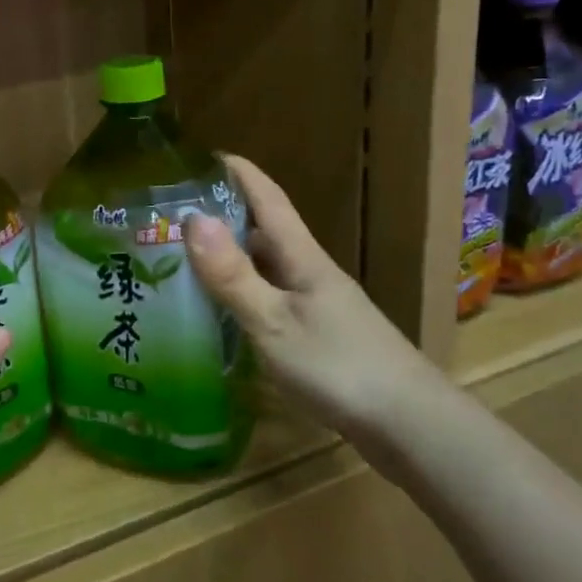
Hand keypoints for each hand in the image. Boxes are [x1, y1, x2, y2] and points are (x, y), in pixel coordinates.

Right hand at [185, 156, 448, 459]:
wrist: (410, 426)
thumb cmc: (339, 367)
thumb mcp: (274, 322)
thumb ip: (233, 275)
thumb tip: (192, 218)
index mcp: (302, 258)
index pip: (268, 199)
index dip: (239, 172)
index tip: (203, 155)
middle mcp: (310, 272)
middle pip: (263, 232)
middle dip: (222, 217)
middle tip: (172, 218)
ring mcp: (317, 305)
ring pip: (266, 269)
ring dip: (230, 259)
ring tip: (183, 262)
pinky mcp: (319, 336)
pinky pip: (271, 301)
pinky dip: (243, 296)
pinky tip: (221, 314)